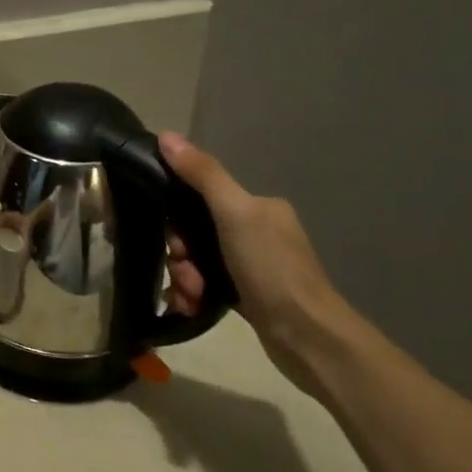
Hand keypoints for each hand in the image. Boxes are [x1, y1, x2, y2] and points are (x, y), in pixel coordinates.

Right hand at [156, 132, 350, 390]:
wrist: (306, 336)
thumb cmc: (271, 269)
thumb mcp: (234, 214)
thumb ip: (202, 175)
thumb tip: (166, 135)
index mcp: (258, 207)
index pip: (200, 197)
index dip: (177, 219)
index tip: (174, 241)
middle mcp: (257, 231)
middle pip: (195, 232)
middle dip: (180, 255)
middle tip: (185, 274)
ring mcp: (253, 264)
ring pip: (197, 260)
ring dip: (184, 278)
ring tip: (191, 296)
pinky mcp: (248, 294)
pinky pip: (206, 284)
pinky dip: (194, 294)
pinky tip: (191, 306)